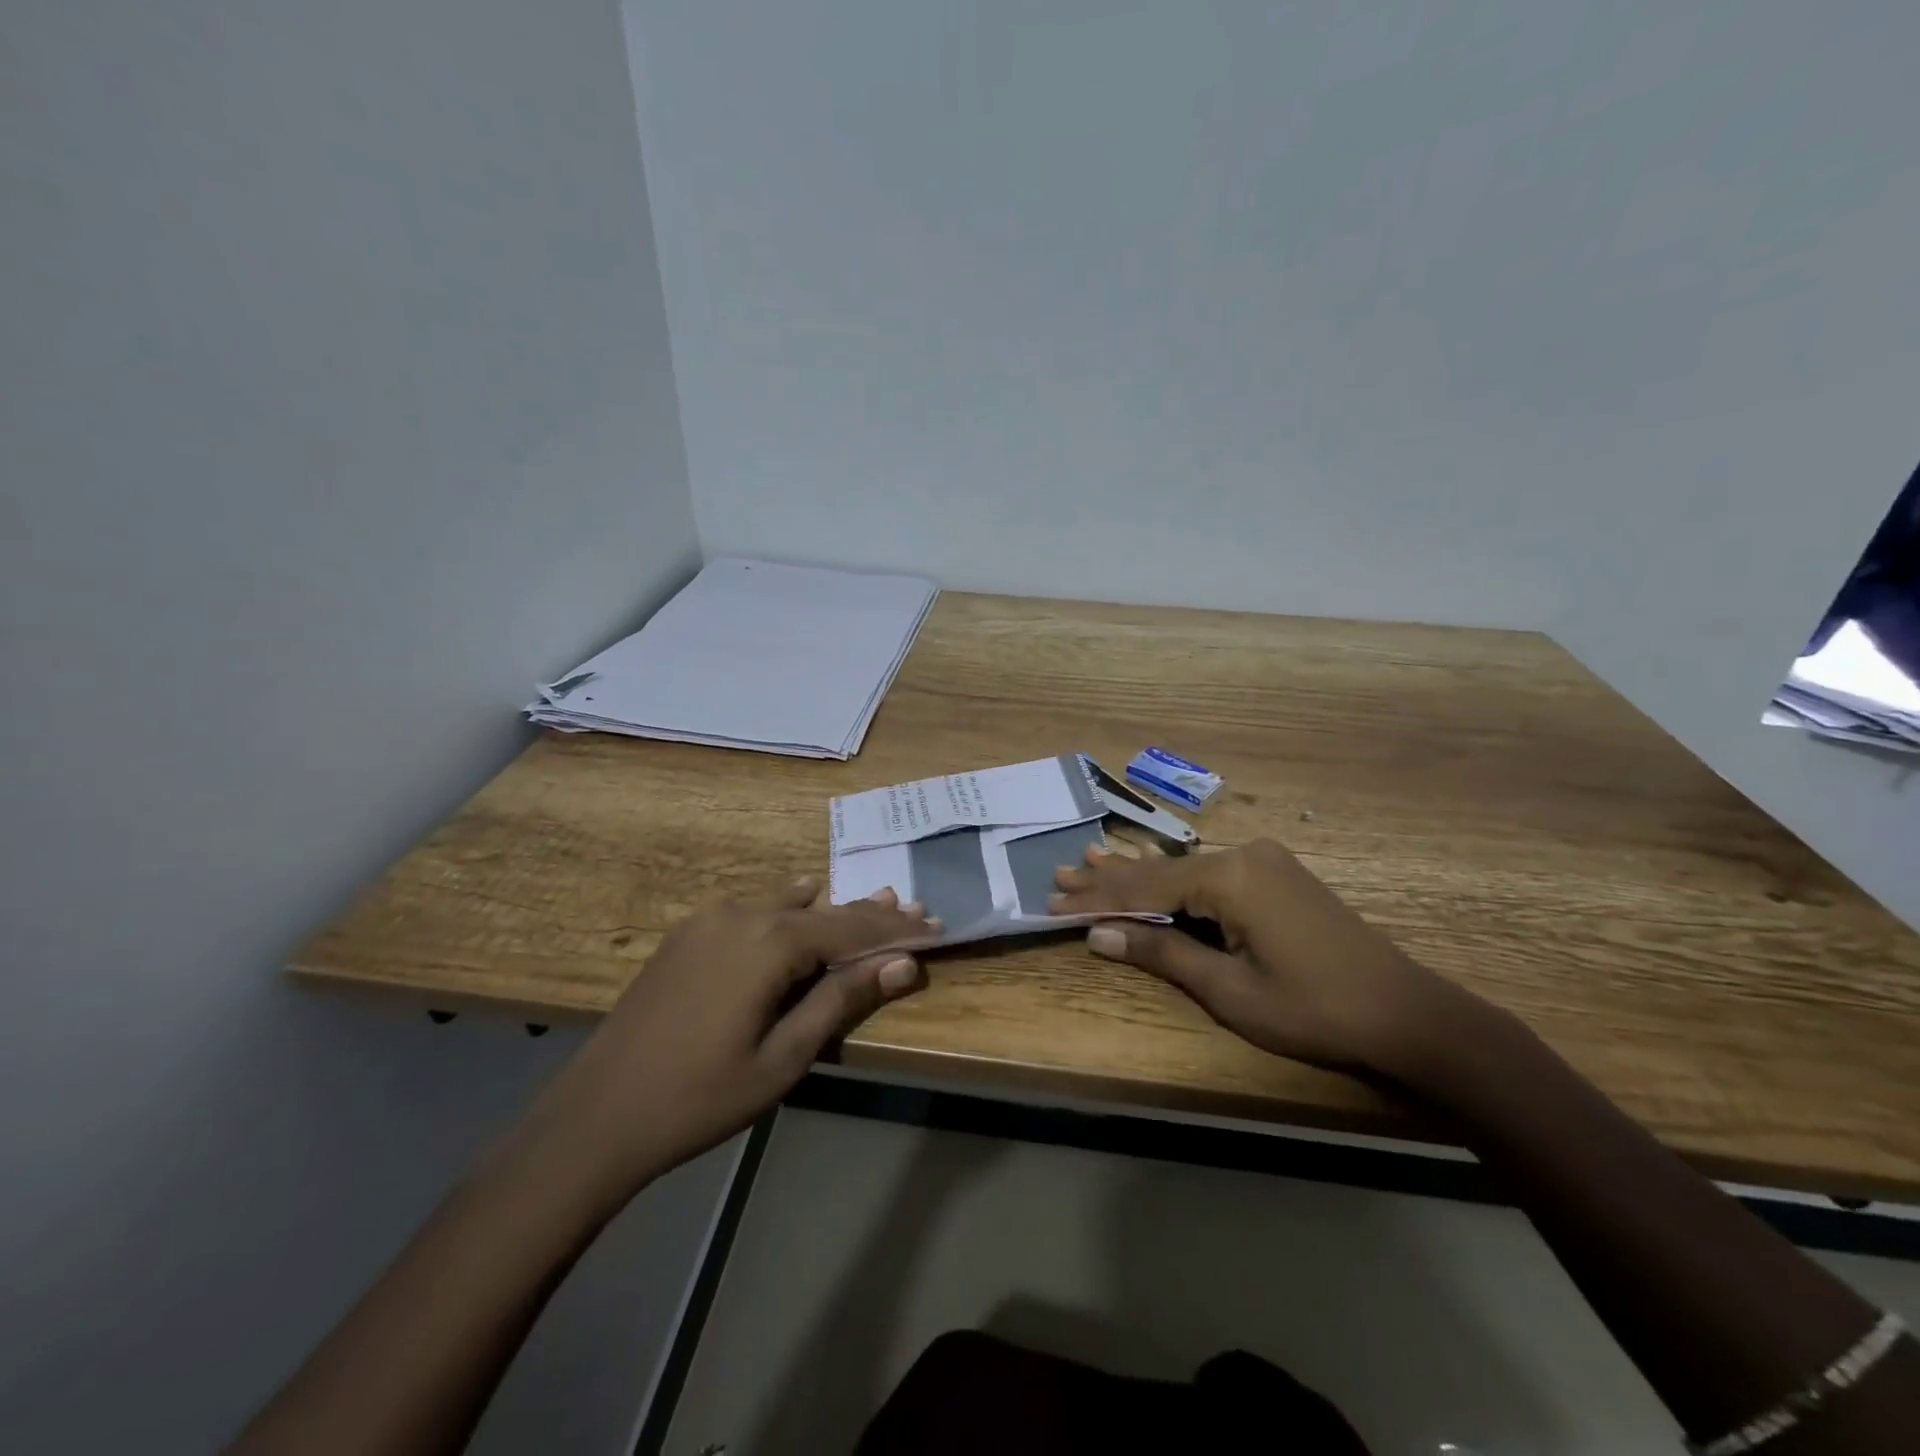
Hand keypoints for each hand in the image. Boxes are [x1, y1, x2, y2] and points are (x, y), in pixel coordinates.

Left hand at [516, 879, 937, 1204]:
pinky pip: (755, 910)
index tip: (935, 926)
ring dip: (831, 912)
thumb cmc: (699, 1098)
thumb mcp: (784, 1059)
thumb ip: (842, 1001)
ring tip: (872, 910)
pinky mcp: (688, 934)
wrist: (595, 1117)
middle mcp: (741, 913)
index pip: (851, 926)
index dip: (896, 928)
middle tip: (914, 910)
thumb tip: (901, 963)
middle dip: (870, 914)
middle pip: (822, 909)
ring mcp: (708, 919)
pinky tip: (805, 916)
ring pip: (787, 905)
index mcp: (768, 941)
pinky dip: (790, 915)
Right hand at [1048, 839, 1471, 1078]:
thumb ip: (1161, 952)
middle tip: (1059, 874)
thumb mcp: (1229, 989)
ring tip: (1089, 859)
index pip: (1145, 886)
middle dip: (1109, 878)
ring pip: (1183, 868)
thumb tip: (1099, 935)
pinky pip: (1209, 873)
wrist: (1407, 1013)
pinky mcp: (1276, 875)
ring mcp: (1263, 861)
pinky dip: (1174, 879)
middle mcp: (1242, 855)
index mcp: (1229, 877)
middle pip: (1160, 869)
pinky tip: (1149, 867)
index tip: (1053, 901)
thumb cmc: (1313, 1010)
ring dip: (1137, 873)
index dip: (1097, 898)